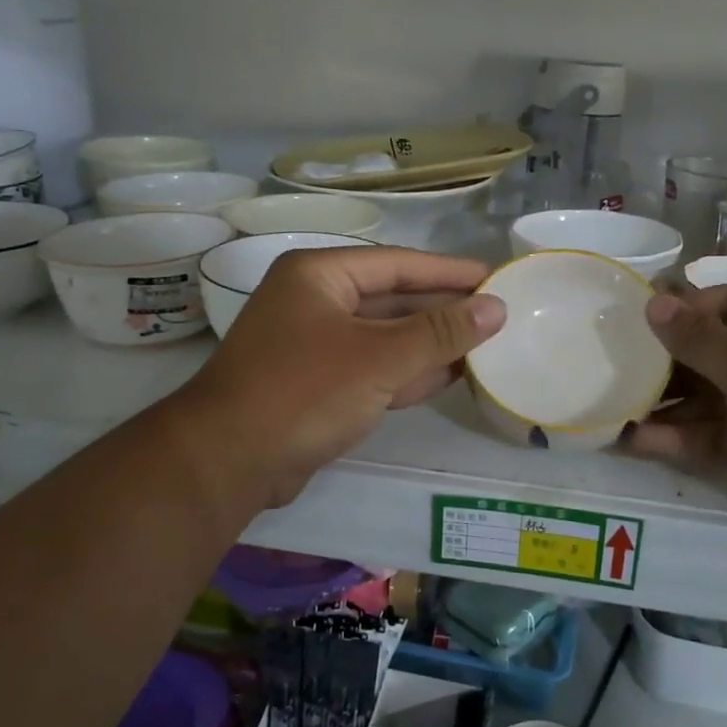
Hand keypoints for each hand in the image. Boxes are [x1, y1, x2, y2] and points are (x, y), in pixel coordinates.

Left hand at [174, 247, 505, 506]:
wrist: (229, 461)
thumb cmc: (304, 391)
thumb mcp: (379, 357)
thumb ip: (440, 331)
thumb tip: (496, 307)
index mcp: (320, 275)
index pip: (398, 264)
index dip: (450, 272)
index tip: (496, 276)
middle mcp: (316, 301)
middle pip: (393, 299)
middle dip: (443, 310)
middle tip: (498, 313)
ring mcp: (316, 345)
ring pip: (386, 337)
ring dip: (431, 343)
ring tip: (486, 344)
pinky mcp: (319, 385)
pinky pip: (374, 368)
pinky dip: (409, 372)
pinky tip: (451, 375)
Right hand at [628, 286, 726, 550]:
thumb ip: (699, 339)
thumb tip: (655, 301)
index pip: (724, 302)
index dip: (677, 313)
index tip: (629, 327)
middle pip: (713, 351)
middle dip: (664, 364)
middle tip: (611, 371)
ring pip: (710, 397)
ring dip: (666, 406)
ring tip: (611, 411)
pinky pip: (717, 434)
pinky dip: (681, 438)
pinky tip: (636, 441)